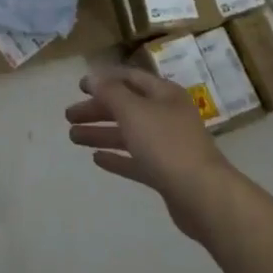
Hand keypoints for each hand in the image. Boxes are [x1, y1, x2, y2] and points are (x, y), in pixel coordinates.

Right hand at [66, 68, 237, 238]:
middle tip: (69, 116)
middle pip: (126, 107)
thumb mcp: (133, 111)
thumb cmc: (166, 144)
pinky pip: (135, 159)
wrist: (203, 196)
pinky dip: (116, 157)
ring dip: (101, 133)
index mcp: (163, 94)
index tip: (79, 86)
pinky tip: (96, 159)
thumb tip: (92, 77)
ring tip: (73, 137)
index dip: (104, 80)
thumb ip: (110, 93)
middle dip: (97, 110)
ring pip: (128, 134)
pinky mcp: (165, 172)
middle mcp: (166, 115)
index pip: (130, 78)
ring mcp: (167, 145)